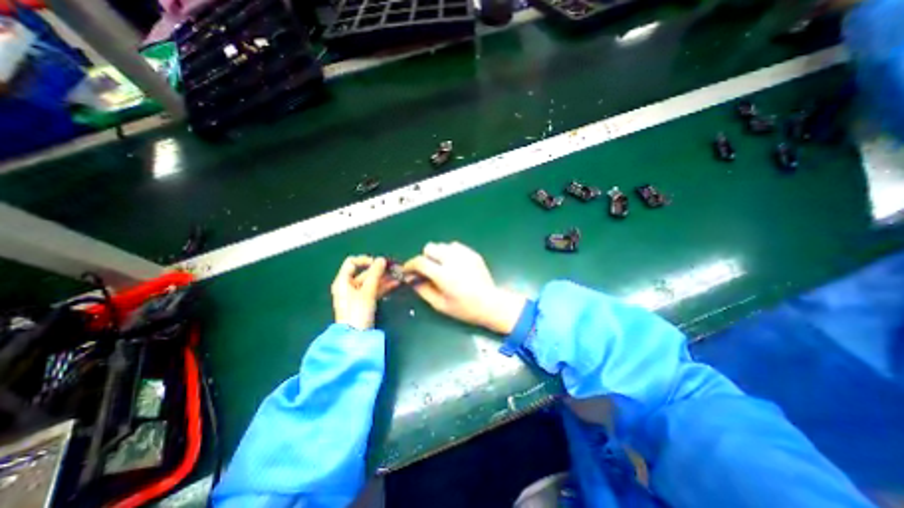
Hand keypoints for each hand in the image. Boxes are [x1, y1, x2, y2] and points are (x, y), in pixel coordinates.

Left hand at [330, 256, 396, 331]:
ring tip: (398, 276)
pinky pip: (374, 290)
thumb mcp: (367, 291)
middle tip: (394, 269)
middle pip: (364, 273)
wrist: (355, 336)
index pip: (352, 263)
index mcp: (343, 281)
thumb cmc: (358, 311)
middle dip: (380, 270)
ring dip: (384, 278)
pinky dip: (383, 287)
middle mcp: (348, 286)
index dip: (365, 260)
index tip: (379, 263)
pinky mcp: (364, 303)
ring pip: (371, 282)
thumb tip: (381, 259)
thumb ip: (375, 274)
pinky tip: (395, 284)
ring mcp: (356, 295)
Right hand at [401, 240, 521, 333]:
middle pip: (430, 247)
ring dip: (438, 254)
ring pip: (442, 245)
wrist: (490, 304)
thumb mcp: (440, 305)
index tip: (408, 271)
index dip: (410, 265)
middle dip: (425, 257)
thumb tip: (410, 279)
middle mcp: (453, 260)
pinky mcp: (472, 253)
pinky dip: (450, 253)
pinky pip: (455, 246)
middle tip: (427, 270)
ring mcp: (464, 255)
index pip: (420, 261)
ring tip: (442, 267)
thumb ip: (423, 290)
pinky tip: (454, 265)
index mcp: (444, 275)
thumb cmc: (464, 308)